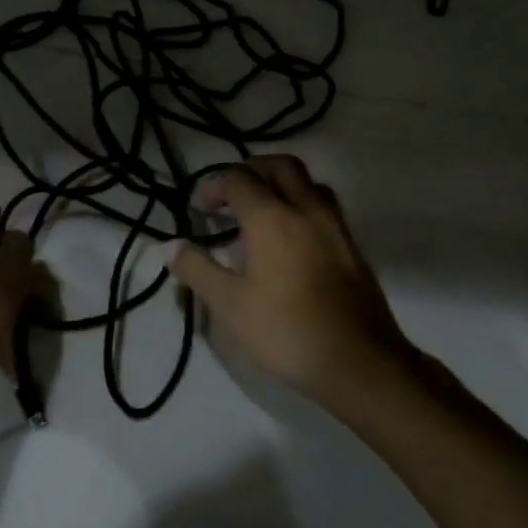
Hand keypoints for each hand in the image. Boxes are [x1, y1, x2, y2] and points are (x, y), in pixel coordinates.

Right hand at [170, 155, 409, 398]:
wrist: (358, 361)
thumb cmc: (286, 330)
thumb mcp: (229, 305)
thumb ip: (197, 269)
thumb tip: (169, 246)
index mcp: (272, 217)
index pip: (239, 179)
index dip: (214, 185)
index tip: (200, 208)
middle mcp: (307, 209)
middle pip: (281, 166)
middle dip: (252, 170)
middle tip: (232, 194)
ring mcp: (335, 225)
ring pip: (309, 183)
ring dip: (282, 184)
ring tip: (263, 211)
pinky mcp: (352, 246)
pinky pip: (325, 207)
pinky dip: (303, 205)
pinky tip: (293, 239)